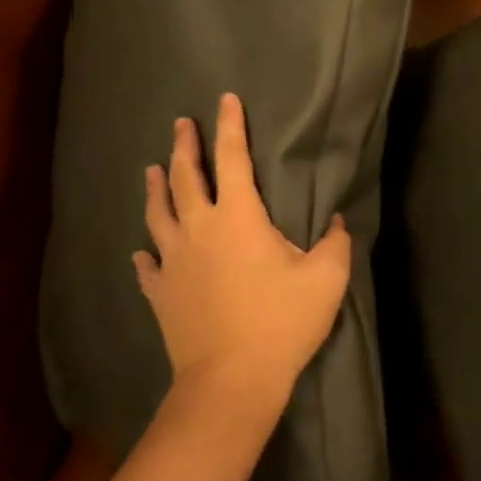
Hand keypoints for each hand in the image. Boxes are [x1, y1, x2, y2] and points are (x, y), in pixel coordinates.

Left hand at [134, 94, 351, 411]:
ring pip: (158, 213)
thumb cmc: (281, 322)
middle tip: (181, 124)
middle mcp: (199, 229)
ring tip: (152, 168)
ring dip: (156, 187)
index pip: (233, 158)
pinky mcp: (160, 292)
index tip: (225, 99)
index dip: (230, 126)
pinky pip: (149, 265)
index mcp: (239, 217)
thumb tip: (337, 222)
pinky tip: (142, 251)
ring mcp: (173, 261)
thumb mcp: (326, 279)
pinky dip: (147, 252)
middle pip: (186, 177)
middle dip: (185, 146)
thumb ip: (336, 243)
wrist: (230, 381)